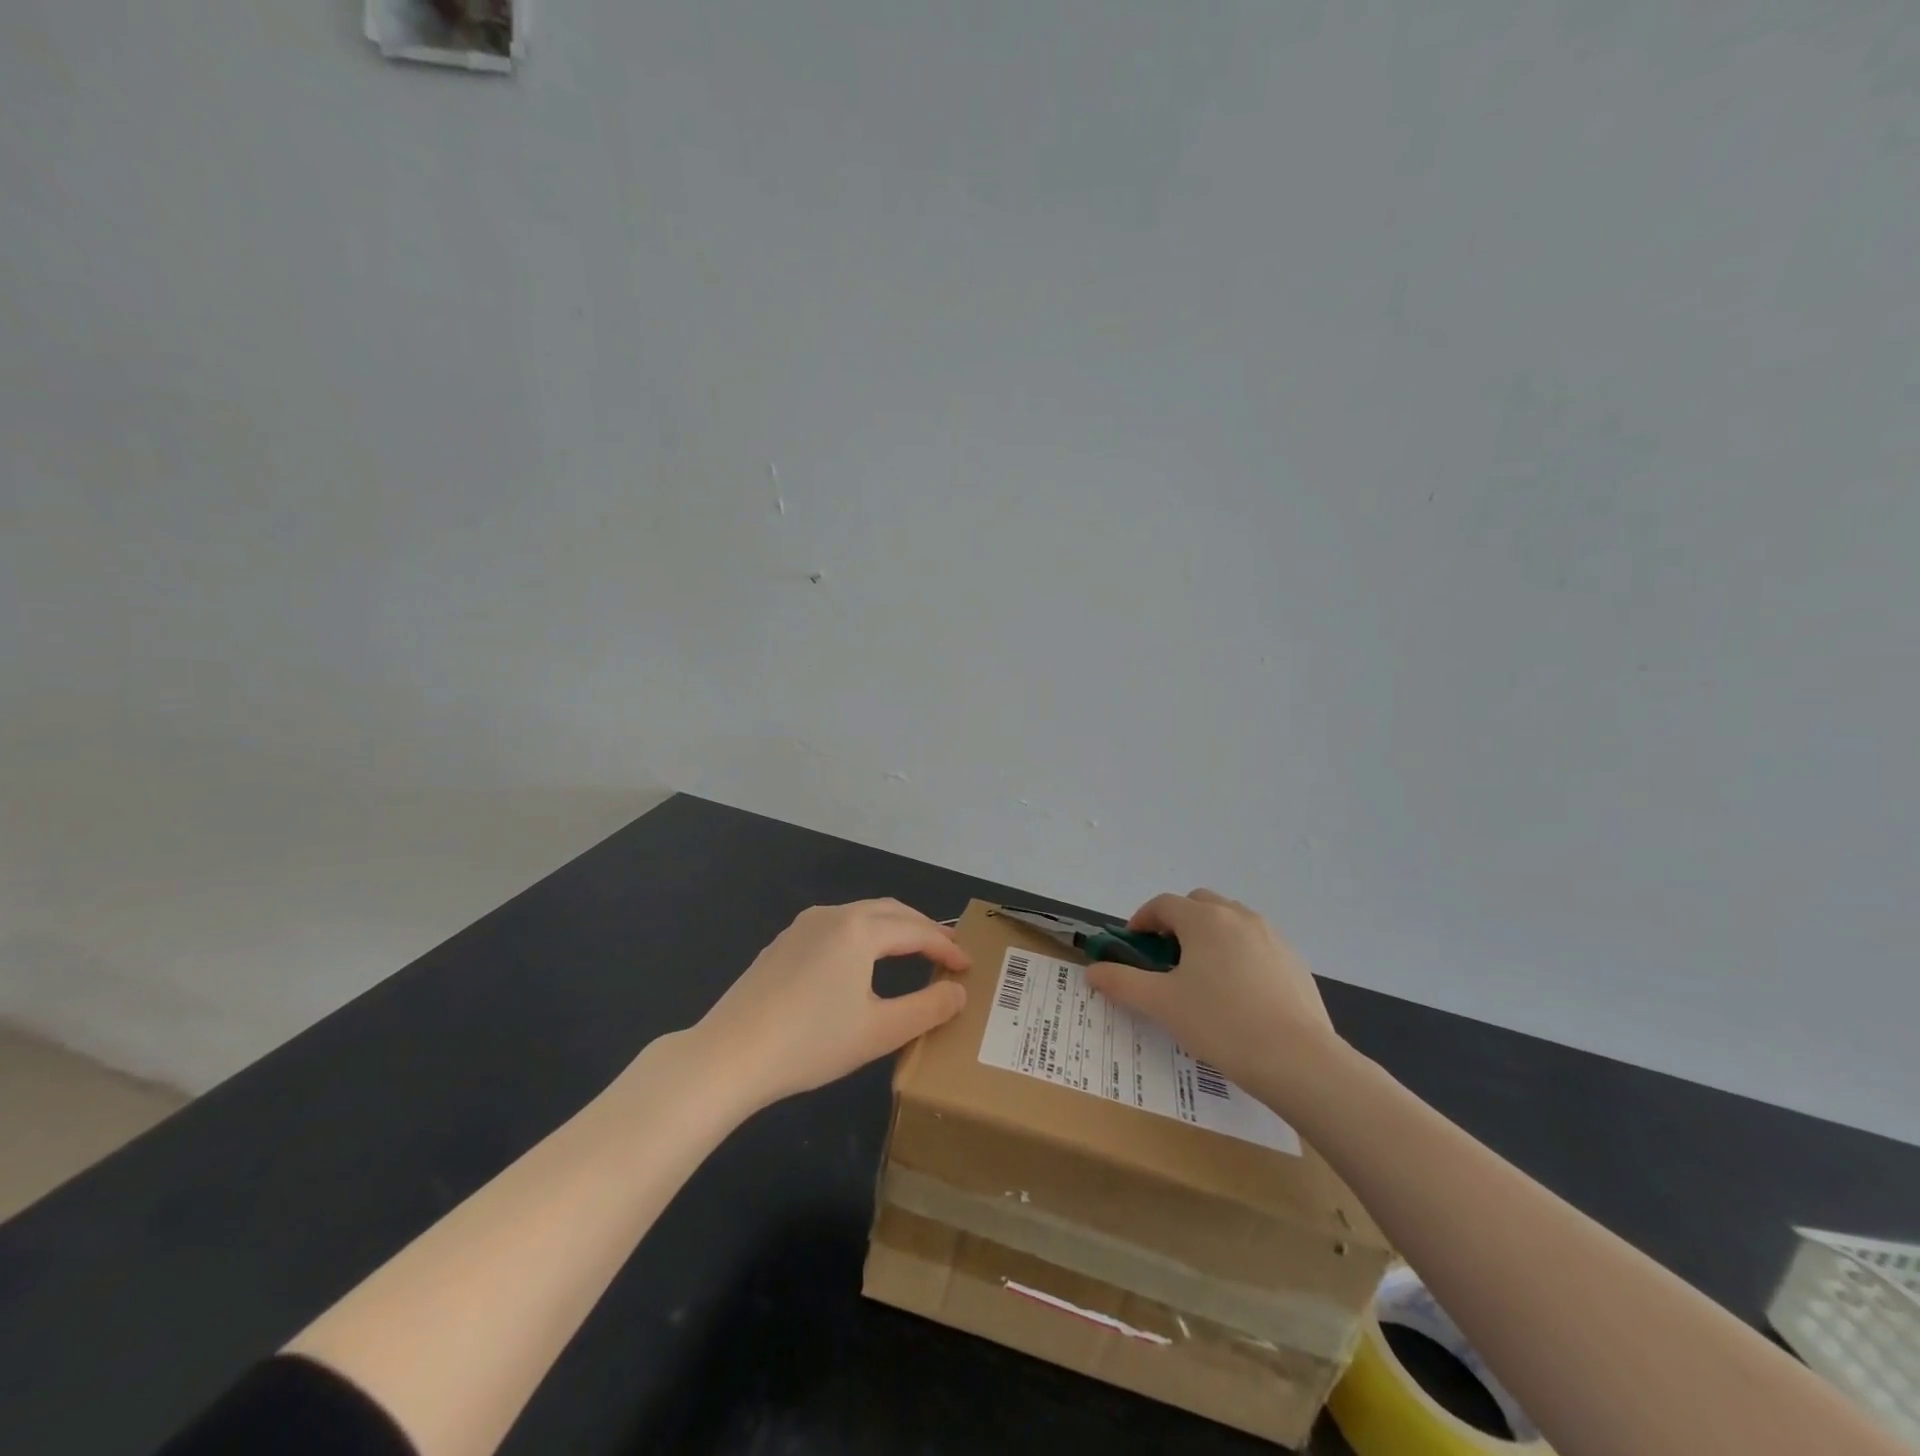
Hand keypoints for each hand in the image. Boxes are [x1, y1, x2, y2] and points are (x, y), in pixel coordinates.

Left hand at [694, 899, 969, 1109]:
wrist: (729, 1055)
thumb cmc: (811, 1043)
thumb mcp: (880, 1032)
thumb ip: (927, 1009)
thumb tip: (958, 992)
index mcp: (860, 929)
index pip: (917, 931)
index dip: (946, 947)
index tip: (968, 967)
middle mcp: (833, 915)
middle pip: (890, 911)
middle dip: (923, 928)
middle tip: (947, 950)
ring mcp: (802, 926)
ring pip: (861, 915)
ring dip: (893, 928)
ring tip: (913, 951)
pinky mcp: (782, 943)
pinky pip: (836, 927)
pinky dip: (863, 935)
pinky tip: (862, 962)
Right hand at [1086, 889, 1342, 1100]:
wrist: (1299, 1061)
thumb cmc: (1221, 1023)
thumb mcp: (1162, 1004)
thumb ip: (1122, 982)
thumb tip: (1093, 971)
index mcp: (1204, 919)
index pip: (1163, 904)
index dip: (1142, 920)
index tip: (1133, 946)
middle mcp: (1239, 916)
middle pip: (1199, 904)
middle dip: (1177, 923)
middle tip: (1166, 959)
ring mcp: (1272, 937)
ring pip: (1230, 921)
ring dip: (1209, 936)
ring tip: (1202, 976)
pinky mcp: (1294, 961)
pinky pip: (1256, 945)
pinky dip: (1238, 955)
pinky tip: (1238, 995)